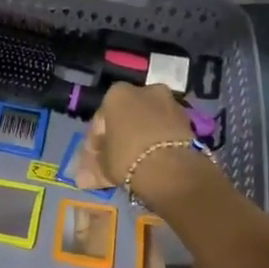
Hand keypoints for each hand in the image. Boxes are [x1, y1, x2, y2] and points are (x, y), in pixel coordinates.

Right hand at [70, 83, 215, 207]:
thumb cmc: (127, 158)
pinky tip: (154, 160)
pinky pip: (165, 129)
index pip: (100, 119)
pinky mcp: (188, 118)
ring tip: (137, 162)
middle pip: (127, 116)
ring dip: (141, 137)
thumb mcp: (102, 166)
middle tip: (116, 160)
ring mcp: (169, 102)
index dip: (95, 142)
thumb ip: (91, 168)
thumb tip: (80, 178)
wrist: (171, 168)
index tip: (95, 160)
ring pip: (148, 121)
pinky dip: (159, 141)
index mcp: (117, 94)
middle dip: (121, 135)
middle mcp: (144, 90)